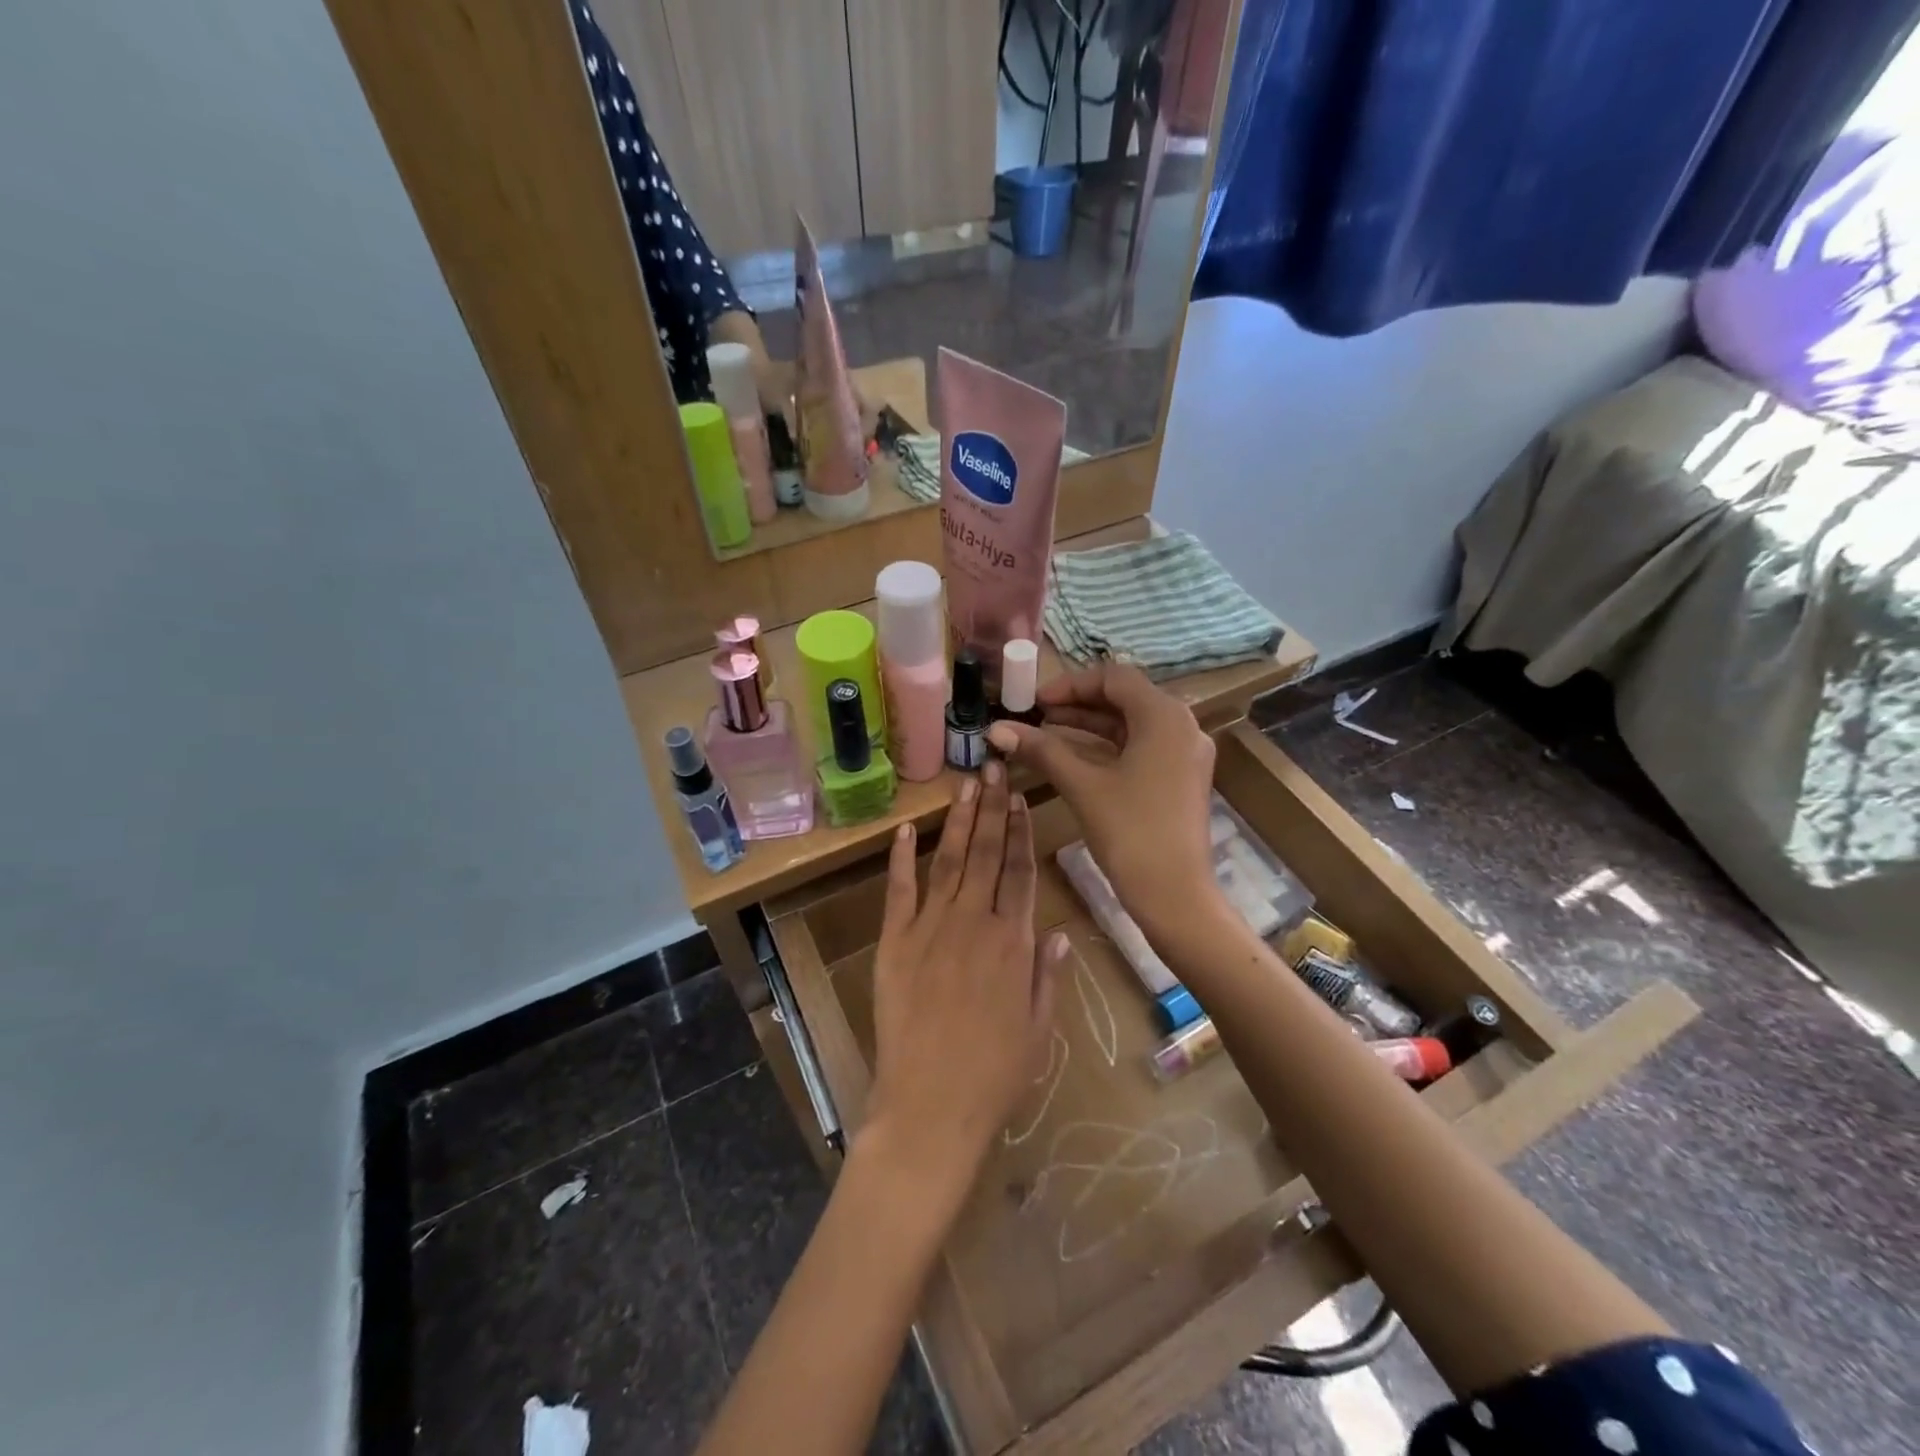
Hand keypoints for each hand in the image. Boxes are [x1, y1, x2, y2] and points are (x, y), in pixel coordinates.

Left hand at [864, 765, 1065, 1194]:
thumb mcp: (1039, 1028)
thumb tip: (1056, 930)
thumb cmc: (995, 1074)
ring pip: (949, 860)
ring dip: (959, 820)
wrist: (932, 1105)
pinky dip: (901, 857)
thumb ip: (1047, 974)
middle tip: (996, 766)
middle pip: (988, 853)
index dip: (1022, 831)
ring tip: (967, 784)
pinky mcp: (894, 942)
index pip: (1021, 871)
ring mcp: (931, 928)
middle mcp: (974, 922)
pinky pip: (899, 890)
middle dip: (993, 807)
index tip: (1022, 798)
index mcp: (1013, 942)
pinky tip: (906, 828)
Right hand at [986, 662, 1218, 941]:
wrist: (1176, 895)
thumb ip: (1042, 750)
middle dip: (1078, 704)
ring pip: (1132, 724)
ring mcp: (1185, 754)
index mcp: (1164, 716)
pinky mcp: (1181, 778)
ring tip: (1047, 733)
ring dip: (1090, 725)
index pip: (1114, 678)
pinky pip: (1141, 747)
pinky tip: (1075, 758)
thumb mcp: (1083, 785)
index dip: (1070, 684)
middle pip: (1125, 698)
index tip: (1035, 702)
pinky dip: (1108, 747)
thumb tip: (996, 728)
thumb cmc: (1131, 832)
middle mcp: (1182, 726)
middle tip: (1037, 716)